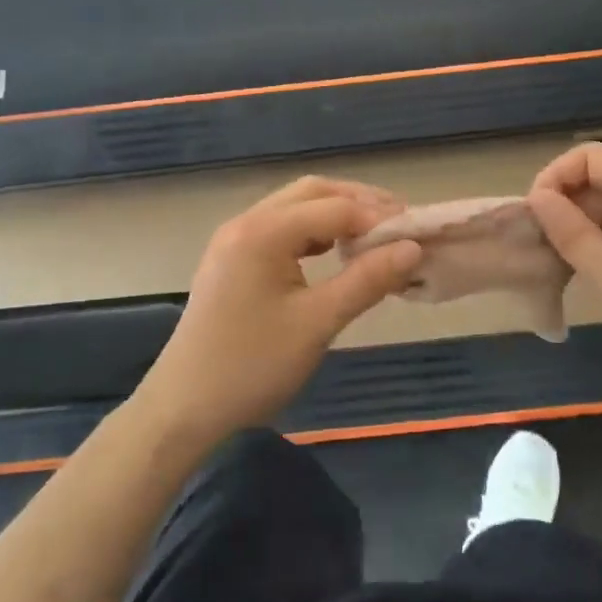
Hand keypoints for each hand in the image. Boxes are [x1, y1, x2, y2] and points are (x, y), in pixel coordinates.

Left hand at [135, 176, 422, 447]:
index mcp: (264, 231)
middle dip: (360, 203)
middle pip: (313, 192)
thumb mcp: (317, 323)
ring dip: (337, 214)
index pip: (335, 208)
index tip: (418, 237)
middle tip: (400, 226)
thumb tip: (414, 248)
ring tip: (375, 238)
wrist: (183, 409)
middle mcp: (247, 222)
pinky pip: (281, 229)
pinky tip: (334, 253)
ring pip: (296, 207)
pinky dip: (314, 232)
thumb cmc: (252, 366)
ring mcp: (235, 239)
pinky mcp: (233, 259)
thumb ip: (367, 280)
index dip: (380, 219)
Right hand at [527, 143, 601, 403]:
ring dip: (582, 232)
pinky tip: (594, 280)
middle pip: (600, 181)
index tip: (535, 219)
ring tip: (562, 271)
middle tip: (542, 254)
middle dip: (565, 209)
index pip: (589, 156)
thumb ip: (572, 233)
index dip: (555, 178)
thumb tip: (537, 197)